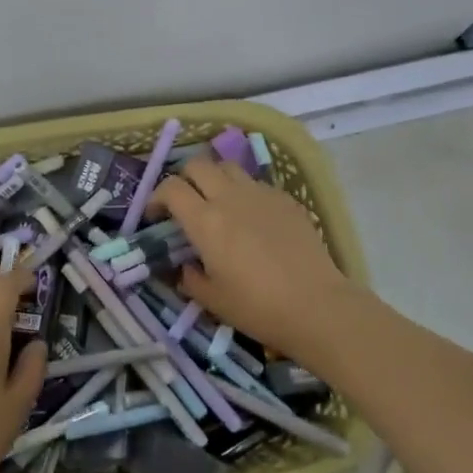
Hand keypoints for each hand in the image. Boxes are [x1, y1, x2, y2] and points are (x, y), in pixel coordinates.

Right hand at [149, 156, 353, 355]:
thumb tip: (185, 268)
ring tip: (218, 203)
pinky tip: (252, 218)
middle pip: (198, 165)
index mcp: (205, 221)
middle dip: (185, 179)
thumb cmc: (257, 307)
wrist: (316, 305)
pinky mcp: (286, 199)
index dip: (157, 197)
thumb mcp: (212, 300)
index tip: (157, 216)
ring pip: (229, 167)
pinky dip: (244, 192)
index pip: (171, 188)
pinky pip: (257, 184)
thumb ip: (190, 278)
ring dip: (215, 179)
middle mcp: (230, 198)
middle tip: (185, 204)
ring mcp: (261, 194)